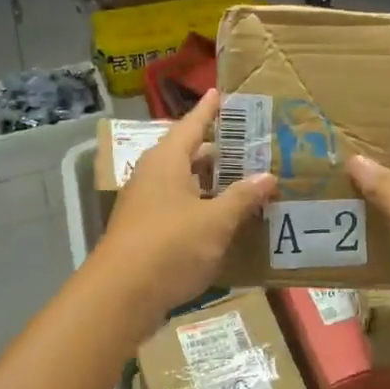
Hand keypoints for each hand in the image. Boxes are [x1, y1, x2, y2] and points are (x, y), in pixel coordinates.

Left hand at [92, 89, 276, 325]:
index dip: (209, 110)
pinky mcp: (144, 230)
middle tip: (247, 144)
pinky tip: (221, 218)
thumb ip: (242, 197)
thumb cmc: (171, 246)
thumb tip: (268, 177)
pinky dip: (200, 205)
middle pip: (186, 153)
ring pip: (182, 182)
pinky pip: (178, 206)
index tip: (221, 93)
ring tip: (241, 180)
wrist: (121, 295)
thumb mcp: (216, 221)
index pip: (191, 125)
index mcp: (167, 161)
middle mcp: (152, 175)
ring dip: (209, 181)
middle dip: (215, 150)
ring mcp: (145, 203)